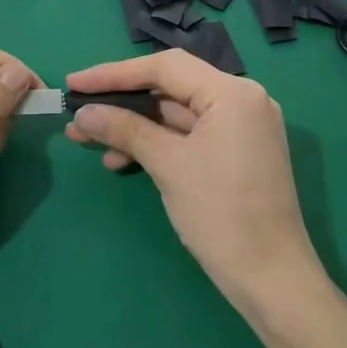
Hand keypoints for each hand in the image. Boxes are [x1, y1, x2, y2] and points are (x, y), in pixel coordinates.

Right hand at [63, 50, 319, 305]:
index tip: (74, 83)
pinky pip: (187, 136)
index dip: (114, 73)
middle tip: (77, 113)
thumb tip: (82, 114)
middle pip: (170, 87)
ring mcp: (241, 128)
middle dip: (121, 102)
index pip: (165, 67)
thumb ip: (124, 130)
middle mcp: (242, 101)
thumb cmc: (221, 214)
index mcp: (233, 94)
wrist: (272, 280)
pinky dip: (155, 144)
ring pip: (175, 114)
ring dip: (133, 126)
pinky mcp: (235, 153)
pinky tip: (121, 160)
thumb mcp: (168, 165)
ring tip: (87, 140)